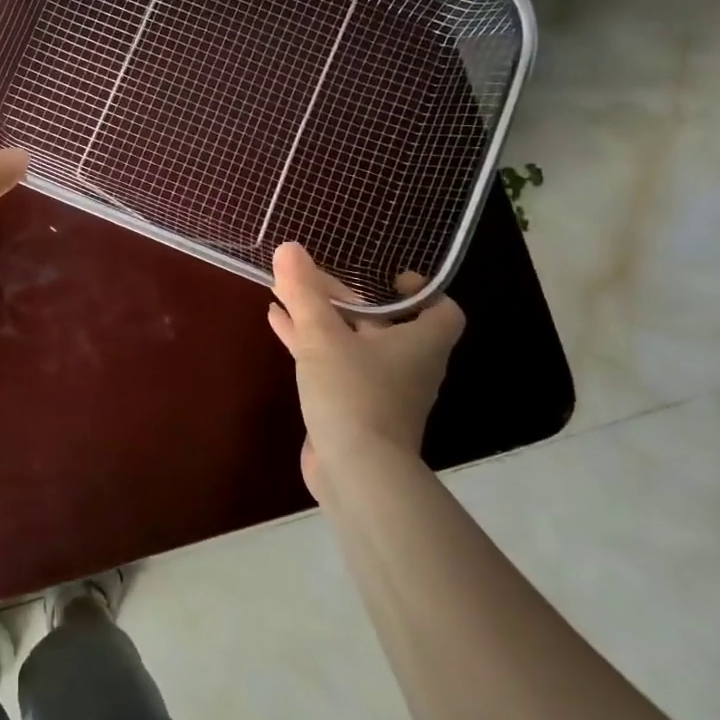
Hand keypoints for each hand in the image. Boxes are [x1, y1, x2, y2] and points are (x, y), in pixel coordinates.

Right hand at [266, 242, 464, 501]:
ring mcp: (380, 390)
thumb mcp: (323, 336)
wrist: (357, 472)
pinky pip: (332, 365)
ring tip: (285, 293)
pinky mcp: (353, 409)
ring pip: (351, 343)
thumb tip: (289, 248)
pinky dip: (309, 344)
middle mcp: (406, 365)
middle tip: (312, 277)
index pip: (442, 310)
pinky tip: (277, 323)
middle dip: (345, 298)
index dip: (421, 290)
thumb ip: (304, 292)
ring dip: (321, 319)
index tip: (388, 276)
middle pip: (383, 322)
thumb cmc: (354, 393)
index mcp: (419, 344)